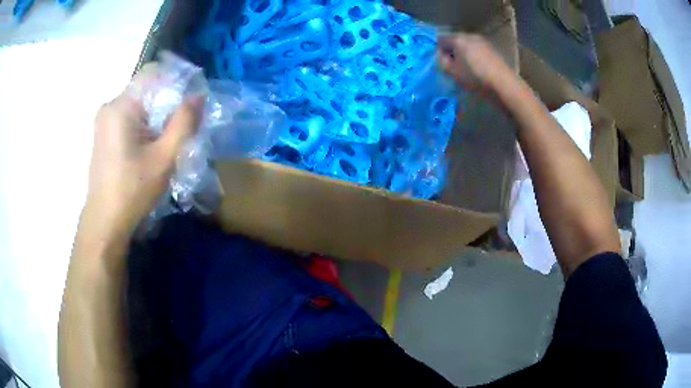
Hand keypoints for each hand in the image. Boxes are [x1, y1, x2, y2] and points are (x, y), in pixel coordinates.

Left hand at [83, 64, 203, 239]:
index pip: (153, 72)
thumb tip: (198, 95)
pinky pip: (128, 118)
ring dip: (155, 116)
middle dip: (166, 103)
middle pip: (146, 89)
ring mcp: (104, 121)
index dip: (175, 81)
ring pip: (138, 105)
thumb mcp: (164, 157)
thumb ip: (184, 122)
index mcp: (121, 106)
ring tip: (165, 141)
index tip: (189, 102)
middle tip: (179, 127)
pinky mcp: (104, 134)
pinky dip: (143, 125)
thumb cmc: (132, 190)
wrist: (105, 221)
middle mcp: (110, 106)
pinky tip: (148, 148)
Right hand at [437, 33, 513, 91]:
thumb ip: (443, 62)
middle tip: (453, 66)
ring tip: (467, 68)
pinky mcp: (492, 48)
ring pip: (467, 45)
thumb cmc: (475, 77)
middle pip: (455, 41)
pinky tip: (478, 68)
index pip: (440, 40)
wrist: (503, 83)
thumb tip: (442, 56)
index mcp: (457, 39)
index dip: (438, 51)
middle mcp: (469, 35)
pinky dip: (475, 56)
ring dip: (464, 54)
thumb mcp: (453, 72)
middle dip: (452, 51)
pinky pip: (478, 50)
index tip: (442, 63)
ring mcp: (483, 41)